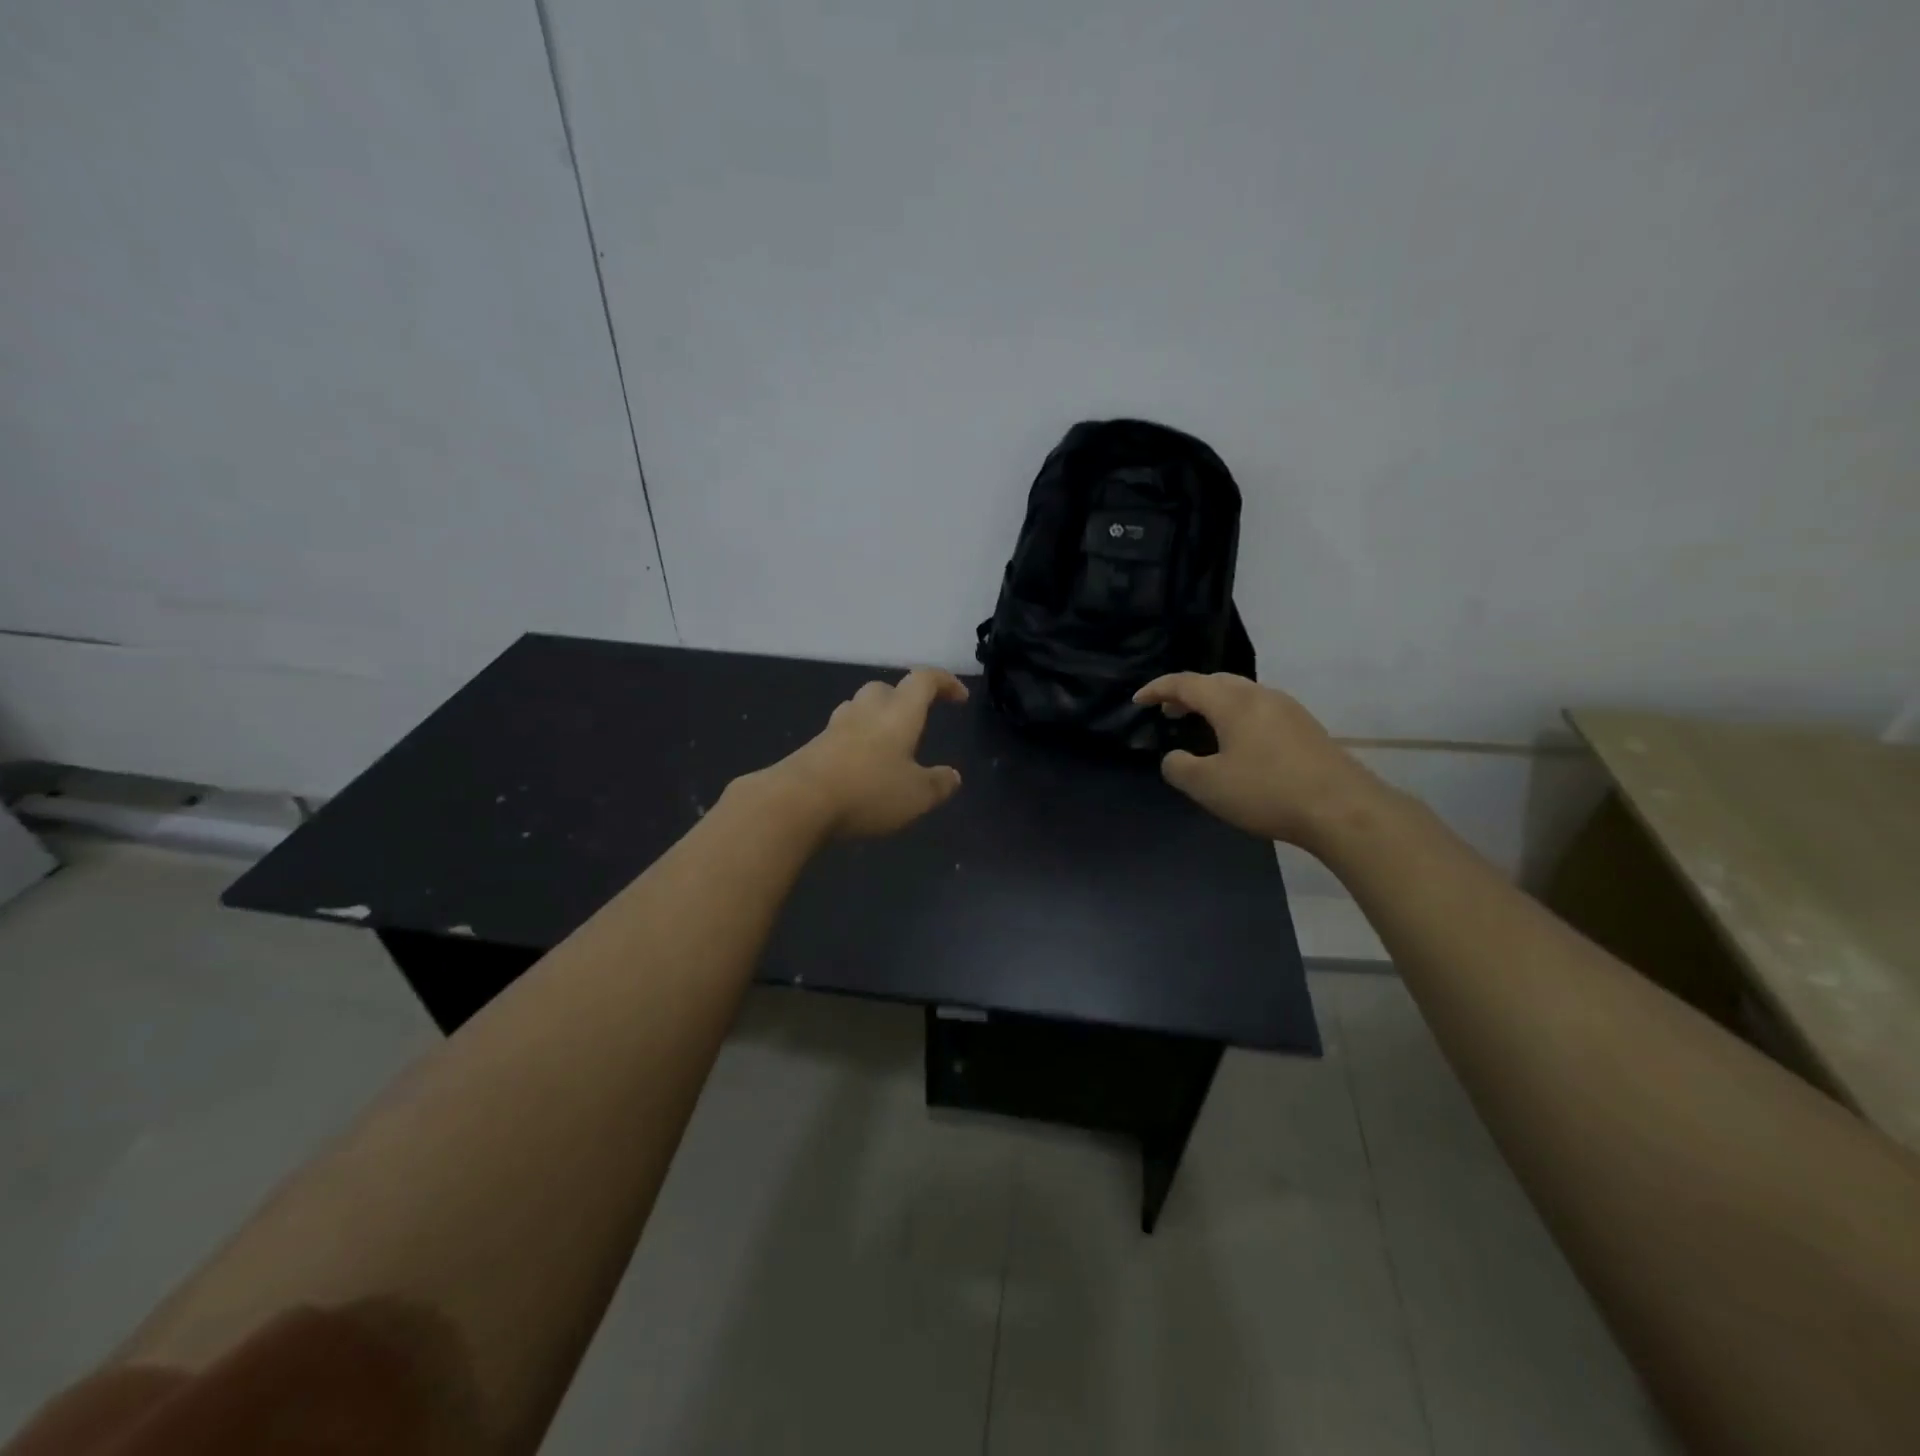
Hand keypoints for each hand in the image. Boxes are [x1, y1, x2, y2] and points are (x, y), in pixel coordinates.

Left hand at [765, 668, 968, 838]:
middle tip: (917, 722)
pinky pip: (842, 735)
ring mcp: (836, 727)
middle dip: (904, 699)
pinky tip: (860, 767)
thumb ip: (938, 784)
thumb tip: (953, 776)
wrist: (796, 802)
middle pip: (886, 689)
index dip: (944, 682)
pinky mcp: (814, 747)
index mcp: (898, 713)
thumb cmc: (867, 792)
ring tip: (888, 745)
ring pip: (860, 708)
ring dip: (876, 718)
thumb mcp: (916, 796)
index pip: (924, 680)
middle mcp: (866, 711)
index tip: (958, 696)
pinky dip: (856, 742)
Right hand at [1133, 673, 1385, 847]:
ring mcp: (1288, 710)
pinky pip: (1260, 710)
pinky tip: (1237, 743)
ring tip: (1200, 725)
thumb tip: (1174, 758)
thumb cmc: (1267, 792)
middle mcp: (1260, 696)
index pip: (1186, 683)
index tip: (1138, 701)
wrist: (1343, 809)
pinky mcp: (1306, 729)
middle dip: (1187, 693)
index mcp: (1232, 702)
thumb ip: (1179, 768)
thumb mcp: (1208, 786)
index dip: (1158, 689)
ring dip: (1214, 705)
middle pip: (1216, 682)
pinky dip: (1236, 716)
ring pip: (1241, 695)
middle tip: (1168, 711)